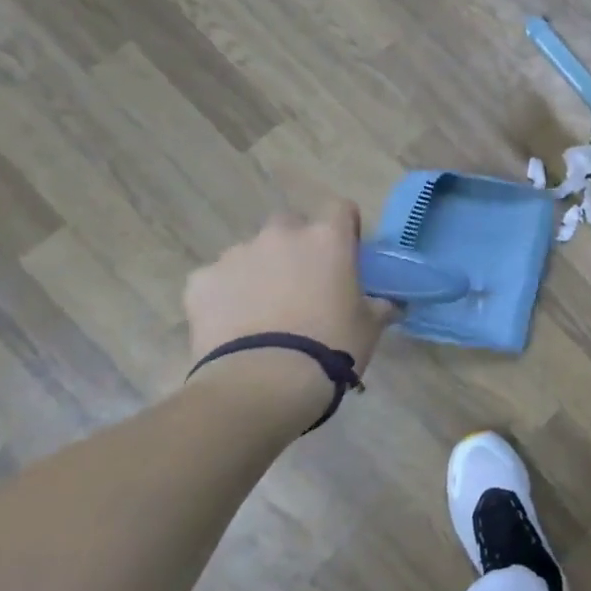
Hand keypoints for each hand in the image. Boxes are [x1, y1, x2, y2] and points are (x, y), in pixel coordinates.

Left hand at [184, 203, 394, 381]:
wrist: (263, 381)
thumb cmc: (331, 346)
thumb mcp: (369, 326)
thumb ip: (379, 306)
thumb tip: (390, 304)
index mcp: (327, 239)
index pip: (340, 208)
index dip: (344, 228)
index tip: (345, 254)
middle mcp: (281, 236)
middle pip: (290, 224)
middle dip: (295, 246)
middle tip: (303, 283)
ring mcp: (236, 255)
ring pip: (251, 252)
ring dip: (260, 270)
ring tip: (263, 311)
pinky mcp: (200, 282)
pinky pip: (216, 280)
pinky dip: (225, 295)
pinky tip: (232, 325)